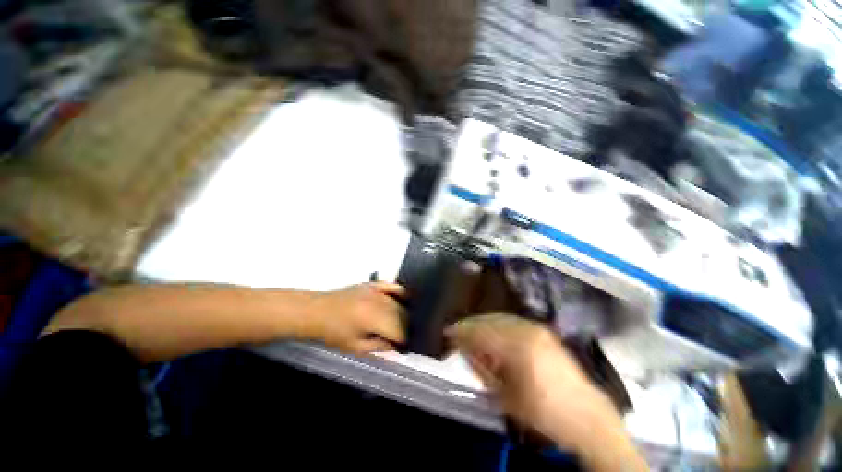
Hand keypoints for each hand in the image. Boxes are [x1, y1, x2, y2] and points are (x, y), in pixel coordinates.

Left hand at [309, 282, 405, 354]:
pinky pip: (392, 286)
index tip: (405, 347)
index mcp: (374, 319)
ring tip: (403, 323)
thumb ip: (379, 346)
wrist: (317, 312)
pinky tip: (406, 298)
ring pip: (399, 302)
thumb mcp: (355, 347)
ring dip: (404, 313)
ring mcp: (376, 291)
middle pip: (402, 314)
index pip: (399, 329)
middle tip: (404, 337)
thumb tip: (397, 346)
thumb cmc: (333, 333)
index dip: (405, 339)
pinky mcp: (372, 284)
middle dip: (406, 327)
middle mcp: (378, 302)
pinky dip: (401, 291)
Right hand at [447, 314, 646, 470]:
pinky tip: (492, 334)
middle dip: (470, 326)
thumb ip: (481, 367)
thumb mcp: (504, 395)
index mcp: (517, 347)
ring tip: (472, 334)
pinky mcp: (542, 329)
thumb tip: (464, 348)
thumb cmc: (542, 411)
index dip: (461, 331)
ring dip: (483, 324)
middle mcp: (527, 329)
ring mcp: (536, 327)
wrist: (585, 416)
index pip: (480, 332)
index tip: (447, 333)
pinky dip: (497, 324)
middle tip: (457, 333)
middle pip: (489, 320)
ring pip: (500, 318)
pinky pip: (512, 321)